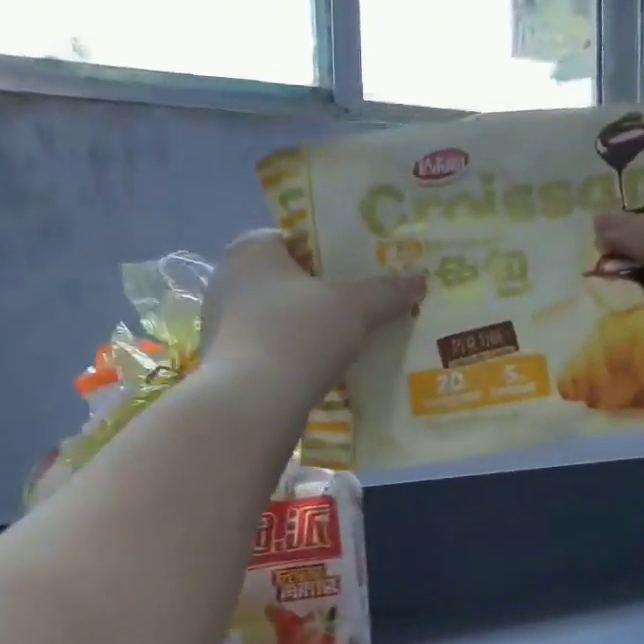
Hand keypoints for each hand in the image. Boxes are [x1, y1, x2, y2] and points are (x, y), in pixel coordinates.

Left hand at [202, 231, 424, 405]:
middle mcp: (229, 280)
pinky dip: (296, 355)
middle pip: (289, 279)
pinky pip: (271, 349)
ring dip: (311, 327)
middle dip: (324, 292)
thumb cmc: (298, 336)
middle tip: (364, 302)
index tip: (361, 267)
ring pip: (280, 317)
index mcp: (251, 250)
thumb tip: (419, 279)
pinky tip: (325, 369)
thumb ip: (386, 291)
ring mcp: (224, 325)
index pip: (296, 237)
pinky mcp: (227, 364)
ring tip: (352, 338)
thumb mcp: (353, 308)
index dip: (331, 249)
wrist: (251, 406)